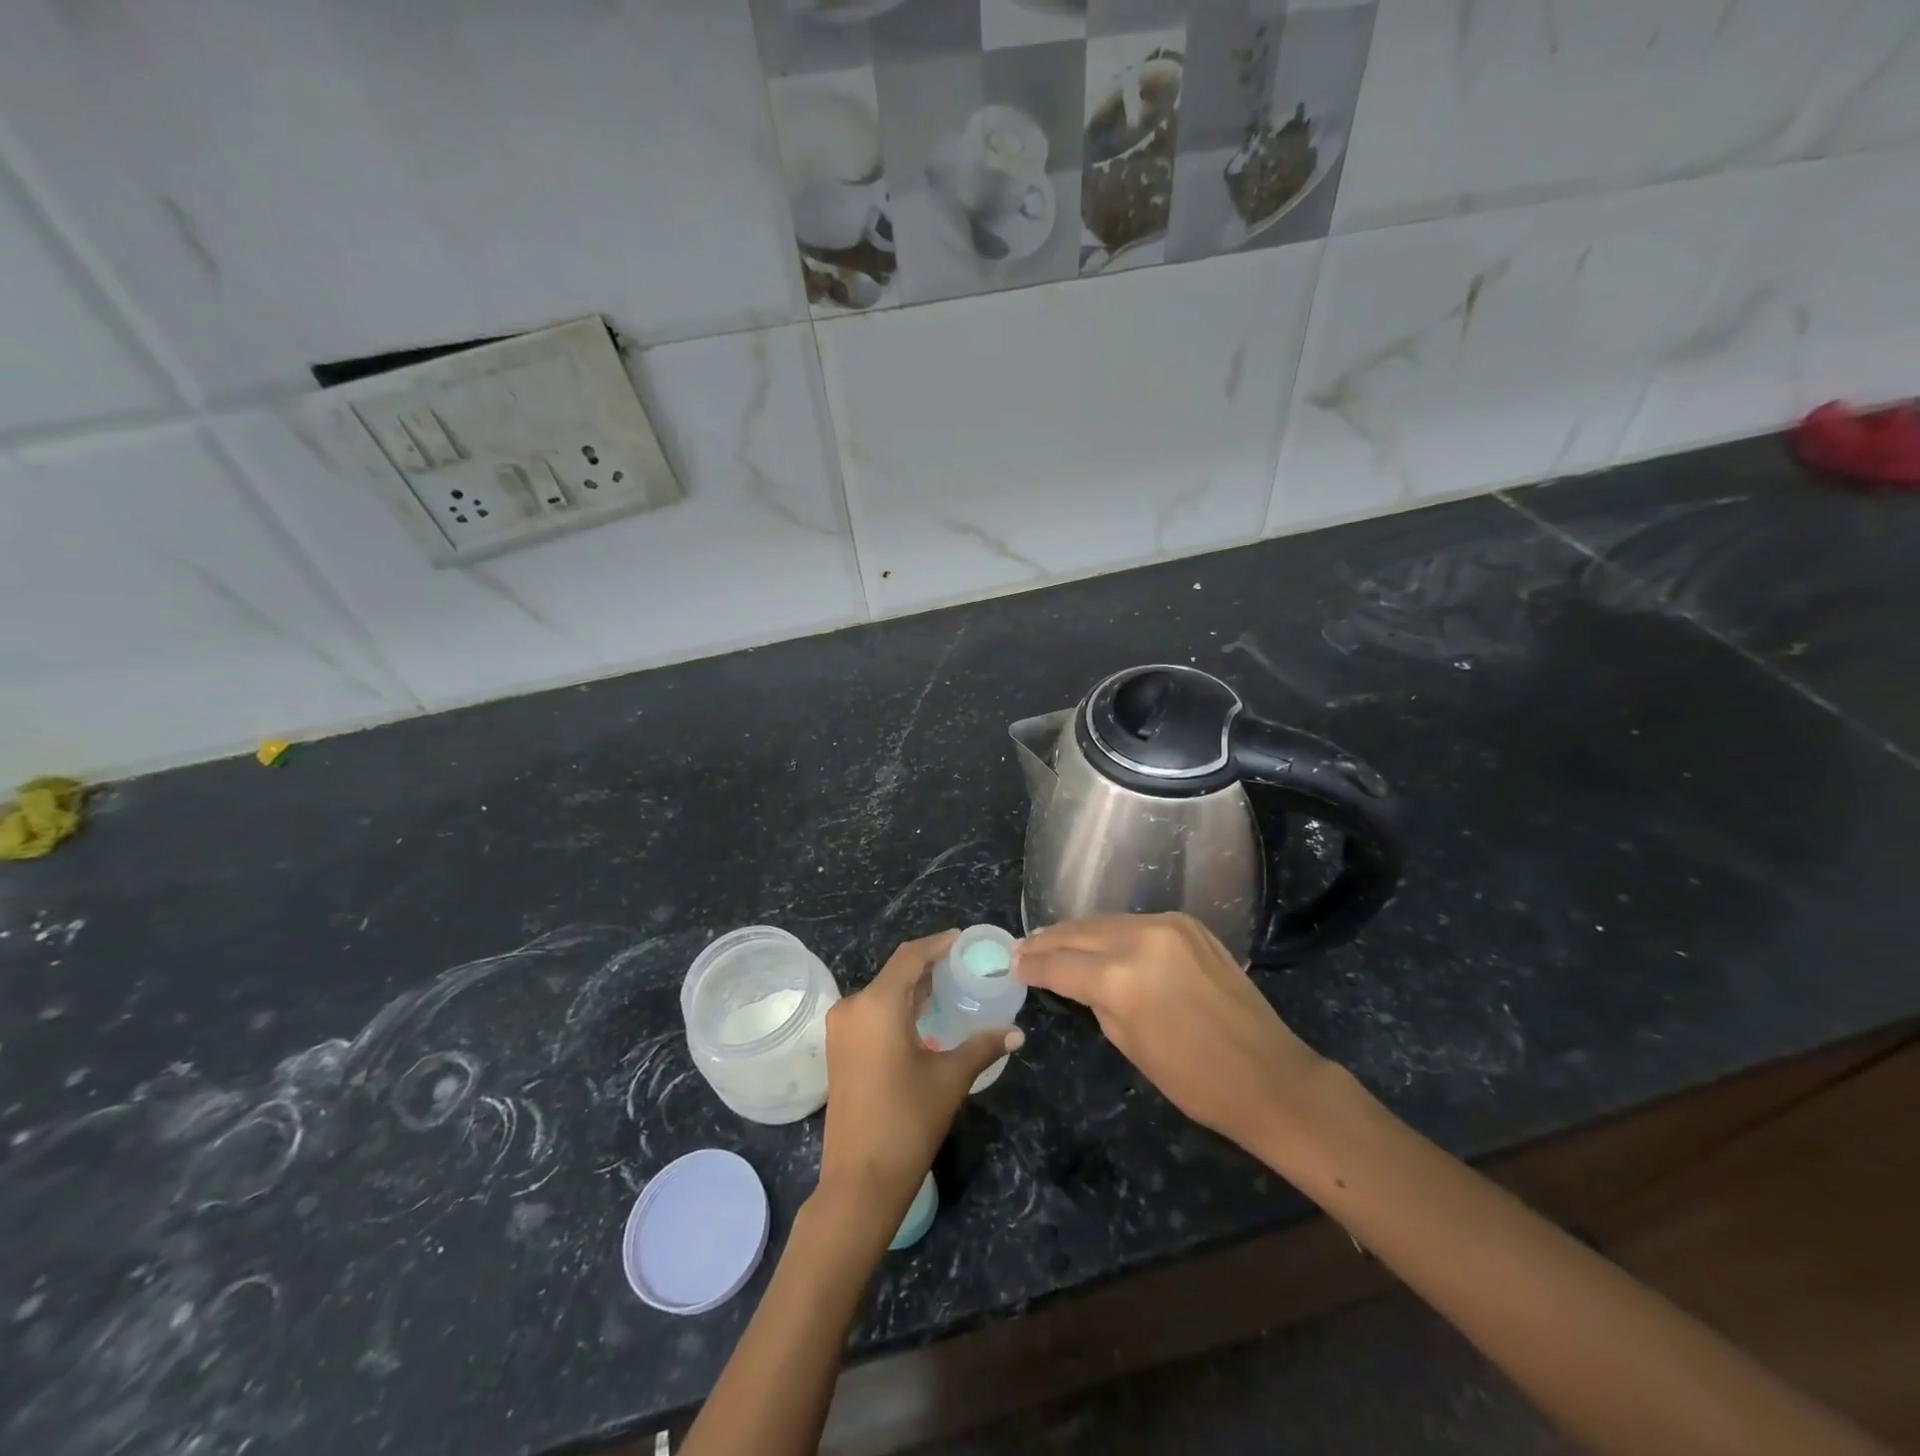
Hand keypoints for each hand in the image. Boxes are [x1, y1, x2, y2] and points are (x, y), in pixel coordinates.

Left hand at [819, 931, 1023, 1217]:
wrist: (860, 1182)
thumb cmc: (907, 1122)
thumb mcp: (950, 1079)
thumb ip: (982, 1047)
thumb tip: (1017, 1032)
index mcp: (876, 1005)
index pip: (909, 957)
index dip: (937, 944)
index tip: (962, 939)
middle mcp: (852, 1007)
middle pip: (894, 973)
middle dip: (928, 966)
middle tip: (963, 965)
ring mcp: (841, 1030)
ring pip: (882, 993)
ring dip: (912, 988)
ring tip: (948, 987)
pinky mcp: (839, 1050)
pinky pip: (871, 1013)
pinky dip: (897, 1007)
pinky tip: (923, 1017)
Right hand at [1015, 913, 1321, 1151]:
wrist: (1268, 1074)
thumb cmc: (1193, 1079)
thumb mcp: (1128, 1043)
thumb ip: (1094, 999)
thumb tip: (1071, 978)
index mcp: (1120, 978)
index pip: (1060, 964)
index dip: (1032, 965)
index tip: (1012, 964)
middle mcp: (1140, 939)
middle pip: (1079, 932)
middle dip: (1048, 940)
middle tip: (1023, 948)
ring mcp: (1168, 925)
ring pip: (1106, 921)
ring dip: (1077, 932)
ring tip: (1053, 940)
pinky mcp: (1189, 924)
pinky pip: (1136, 922)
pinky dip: (1112, 931)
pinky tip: (1098, 939)